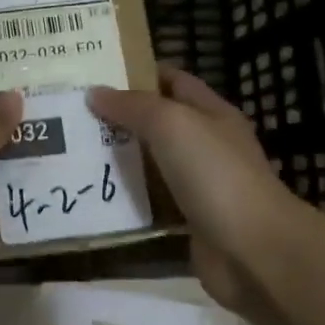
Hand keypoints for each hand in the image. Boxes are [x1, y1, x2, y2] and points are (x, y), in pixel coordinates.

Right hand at [90, 67, 303, 314]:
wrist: (252, 251)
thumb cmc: (215, 174)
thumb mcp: (171, 124)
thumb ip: (133, 106)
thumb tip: (95, 93)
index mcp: (211, 113)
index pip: (172, 81)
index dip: (137, 73)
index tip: (94, 74)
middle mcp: (207, 144)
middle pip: (158, 122)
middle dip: (119, 117)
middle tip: (73, 115)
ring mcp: (199, 185)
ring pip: (151, 163)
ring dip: (118, 159)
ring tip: (72, 152)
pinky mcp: (188, 220)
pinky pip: (150, 201)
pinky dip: (126, 198)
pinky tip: (93, 194)